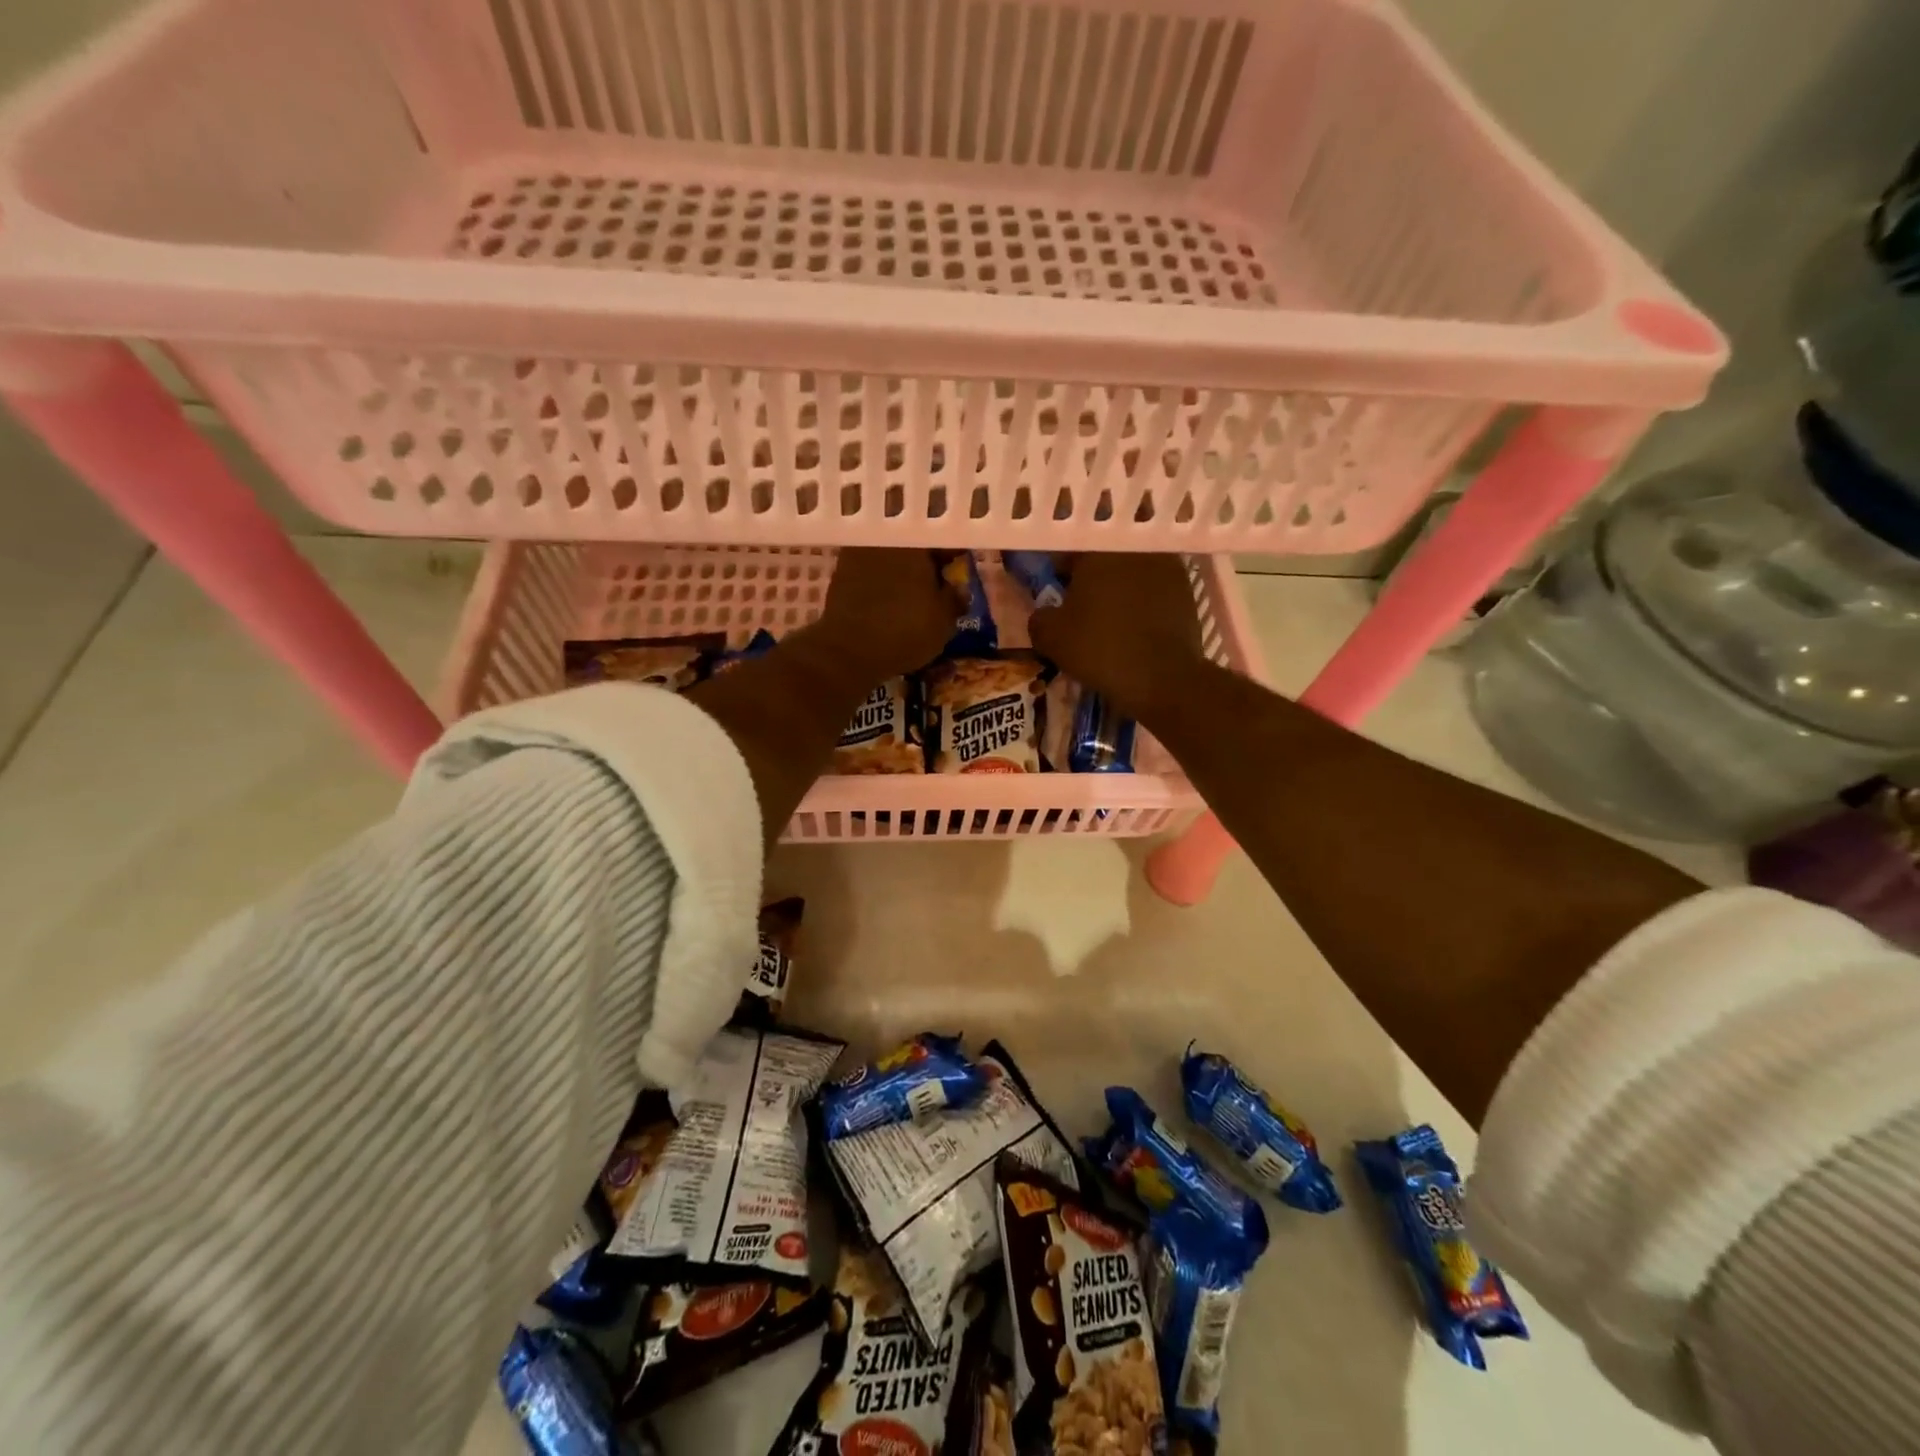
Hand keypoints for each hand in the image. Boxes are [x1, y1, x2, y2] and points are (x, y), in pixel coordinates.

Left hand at [812, 548, 958, 684]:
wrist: (849, 650)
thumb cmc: (906, 630)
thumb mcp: (945, 620)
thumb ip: (955, 598)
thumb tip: (957, 589)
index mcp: (915, 542)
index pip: (942, 540)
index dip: (953, 556)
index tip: (959, 572)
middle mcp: (885, 539)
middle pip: (913, 546)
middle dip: (925, 564)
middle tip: (936, 587)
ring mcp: (858, 553)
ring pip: (890, 559)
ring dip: (901, 573)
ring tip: (911, 598)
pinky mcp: (840, 574)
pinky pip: (870, 573)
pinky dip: (881, 584)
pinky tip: (888, 604)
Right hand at [1028, 554, 1208, 722]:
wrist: (1162, 677)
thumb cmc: (1099, 648)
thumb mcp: (1050, 637)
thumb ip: (1039, 616)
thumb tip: (1045, 612)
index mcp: (1098, 549)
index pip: (1070, 548)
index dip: (1060, 569)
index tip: (1057, 590)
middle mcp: (1134, 547)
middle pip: (1106, 554)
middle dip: (1093, 574)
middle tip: (1084, 602)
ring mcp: (1166, 566)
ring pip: (1133, 570)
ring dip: (1120, 585)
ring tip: (1112, 615)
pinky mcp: (1185, 590)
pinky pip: (1154, 588)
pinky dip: (1143, 600)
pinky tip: (1136, 625)